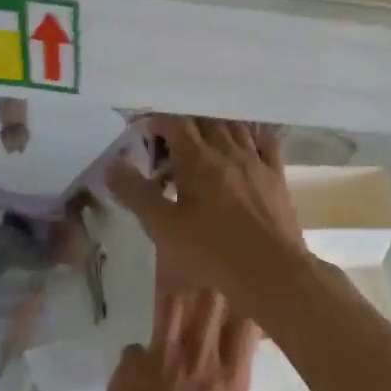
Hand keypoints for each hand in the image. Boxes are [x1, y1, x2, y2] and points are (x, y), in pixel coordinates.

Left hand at [79, 288, 258, 390]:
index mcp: (230, 385)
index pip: (245, 325)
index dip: (245, 316)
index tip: (243, 322)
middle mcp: (198, 363)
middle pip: (211, 302)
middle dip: (214, 299)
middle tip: (212, 309)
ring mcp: (158, 362)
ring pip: (172, 307)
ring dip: (179, 310)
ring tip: (179, 319)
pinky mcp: (125, 372)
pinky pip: (136, 347)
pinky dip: (141, 356)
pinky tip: (142, 373)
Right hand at [105, 116, 307, 312]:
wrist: (270, 269)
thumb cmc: (212, 251)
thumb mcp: (163, 227)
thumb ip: (136, 193)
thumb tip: (112, 164)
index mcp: (199, 159)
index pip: (175, 123)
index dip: (156, 121)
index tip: (142, 131)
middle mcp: (229, 151)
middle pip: (205, 121)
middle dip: (183, 125)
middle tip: (167, 145)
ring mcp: (257, 162)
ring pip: (235, 128)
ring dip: (215, 128)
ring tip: (201, 143)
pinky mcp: (277, 177)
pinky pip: (265, 143)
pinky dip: (251, 136)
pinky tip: (245, 144)